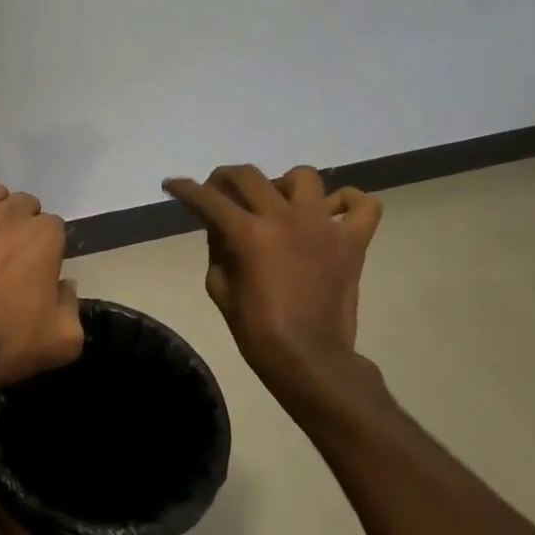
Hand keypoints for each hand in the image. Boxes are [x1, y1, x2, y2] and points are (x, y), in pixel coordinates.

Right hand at [163, 165, 382, 400]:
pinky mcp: (353, 242)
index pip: (208, 199)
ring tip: (277, 203)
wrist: (310, 359)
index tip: (172, 185)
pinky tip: (330, 213)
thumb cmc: (257, 331)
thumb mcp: (219, 289)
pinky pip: (362, 205)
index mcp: (248, 234)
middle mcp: (285, 218)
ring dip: (283, 184)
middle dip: (224, 177)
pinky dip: (347, 203)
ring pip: (303, 177)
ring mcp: (324, 227)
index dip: (184, 189)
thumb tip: (222, 229)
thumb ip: (218, 251)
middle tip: (218, 190)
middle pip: (249, 176)